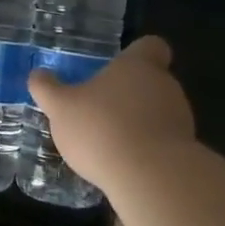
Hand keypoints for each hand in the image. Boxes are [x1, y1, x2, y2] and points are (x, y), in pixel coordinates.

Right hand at [28, 36, 196, 186]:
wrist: (152, 179)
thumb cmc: (102, 128)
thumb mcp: (60, 107)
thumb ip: (47, 89)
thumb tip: (37, 75)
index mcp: (137, 66)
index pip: (150, 46)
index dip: (136, 53)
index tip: (118, 66)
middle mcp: (165, 86)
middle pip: (151, 80)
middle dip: (129, 93)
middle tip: (100, 108)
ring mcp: (181, 119)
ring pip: (158, 112)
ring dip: (138, 122)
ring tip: (109, 141)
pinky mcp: (187, 152)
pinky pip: (163, 142)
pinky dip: (147, 149)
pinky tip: (124, 164)